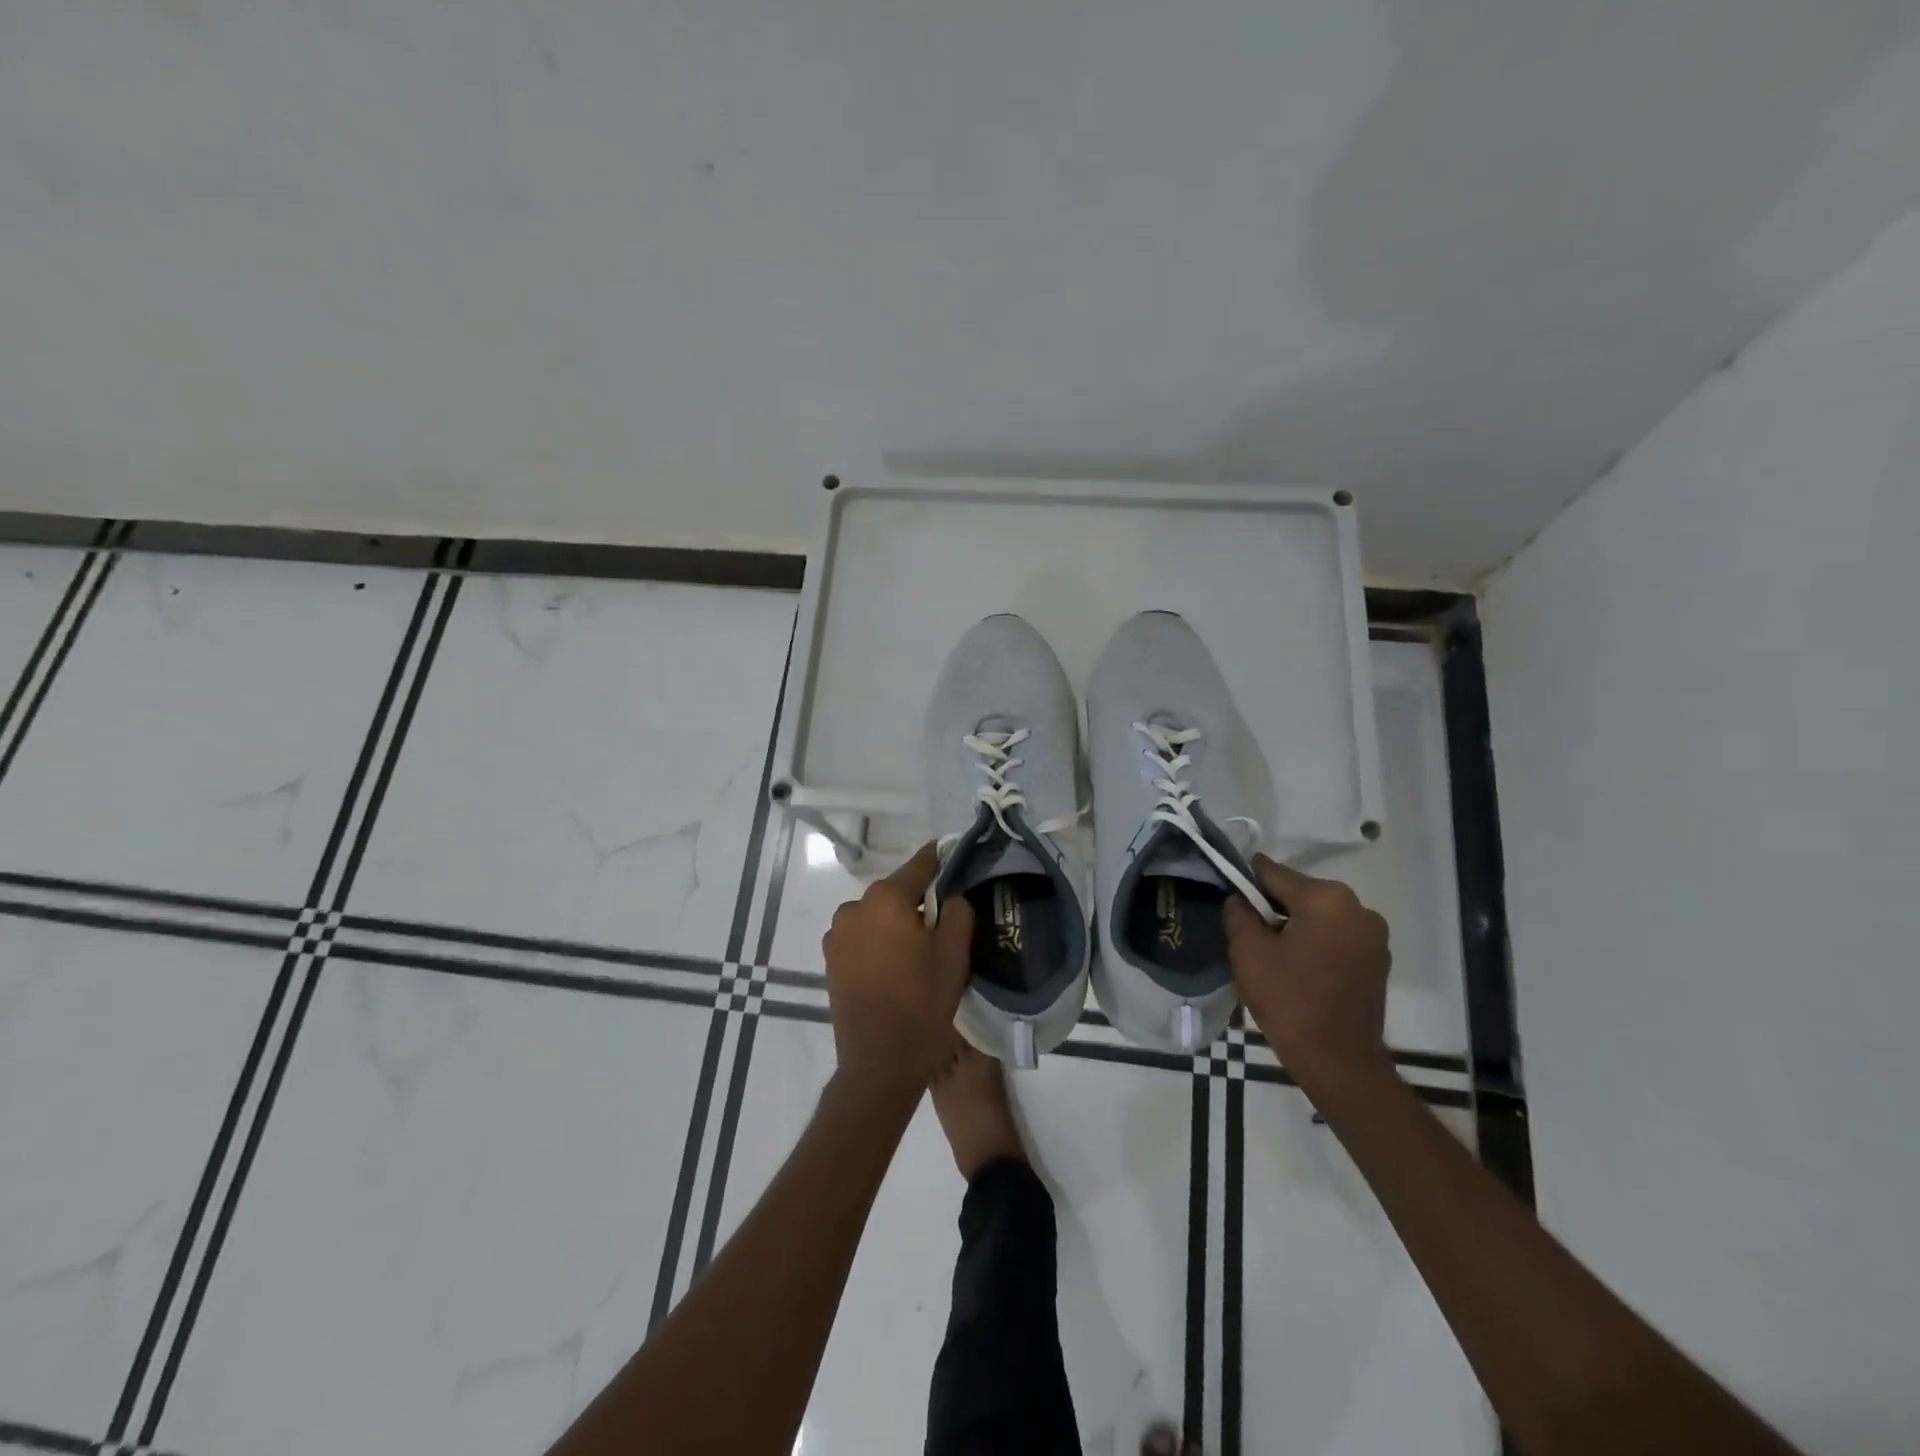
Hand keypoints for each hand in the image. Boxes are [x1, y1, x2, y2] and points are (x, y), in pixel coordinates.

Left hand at [821, 843, 974, 1098]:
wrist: (879, 1063)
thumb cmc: (922, 1004)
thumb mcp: (954, 954)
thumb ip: (958, 911)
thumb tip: (951, 894)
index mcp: (886, 898)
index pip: (920, 866)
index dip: (940, 860)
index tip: (954, 856)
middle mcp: (855, 907)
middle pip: (896, 892)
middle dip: (919, 900)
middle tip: (944, 920)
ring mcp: (837, 934)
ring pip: (877, 915)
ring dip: (896, 922)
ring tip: (918, 949)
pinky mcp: (831, 959)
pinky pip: (862, 937)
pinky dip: (879, 941)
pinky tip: (895, 966)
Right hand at [1223, 855, 1391, 1090]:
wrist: (1339, 1062)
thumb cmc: (1289, 1001)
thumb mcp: (1247, 951)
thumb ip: (1238, 912)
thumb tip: (1240, 899)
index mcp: (1326, 898)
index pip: (1272, 872)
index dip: (1245, 883)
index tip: (1230, 901)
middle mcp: (1358, 906)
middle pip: (1299, 892)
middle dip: (1272, 907)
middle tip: (1250, 936)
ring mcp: (1374, 934)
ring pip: (1319, 915)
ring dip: (1295, 926)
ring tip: (1274, 956)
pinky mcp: (1379, 959)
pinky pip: (1337, 936)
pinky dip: (1316, 943)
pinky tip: (1299, 969)